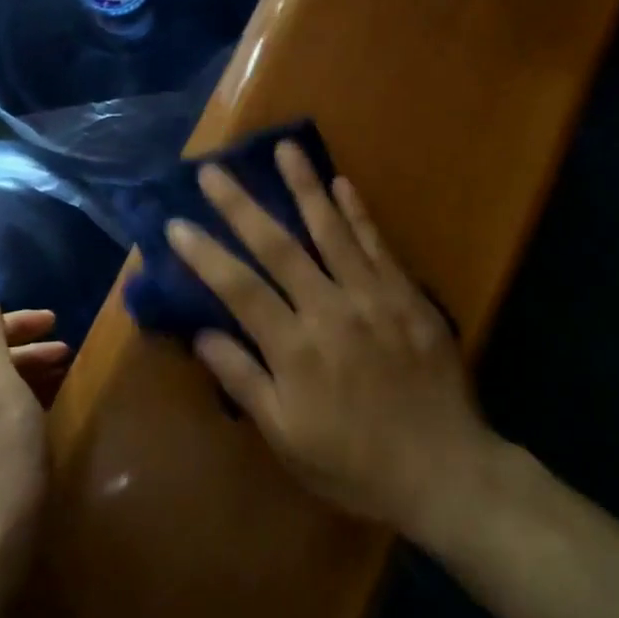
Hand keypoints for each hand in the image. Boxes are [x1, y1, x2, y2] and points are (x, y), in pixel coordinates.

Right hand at [166, 141, 496, 538]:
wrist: (443, 469)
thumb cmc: (355, 463)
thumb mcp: (287, 438)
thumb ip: (245, 380)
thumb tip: (203, 334)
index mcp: (294, 349)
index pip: (238, 289)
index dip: (205, 254)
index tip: (175, 223)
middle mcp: (330, 310)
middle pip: (278, 247)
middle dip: (242, 206)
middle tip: (214, 169)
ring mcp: (372, 296)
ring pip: (331, 231)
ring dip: (305, 187)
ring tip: (284, 148)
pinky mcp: (408, 294)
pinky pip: (378, 244)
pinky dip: (359, 212)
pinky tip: (343, 183)